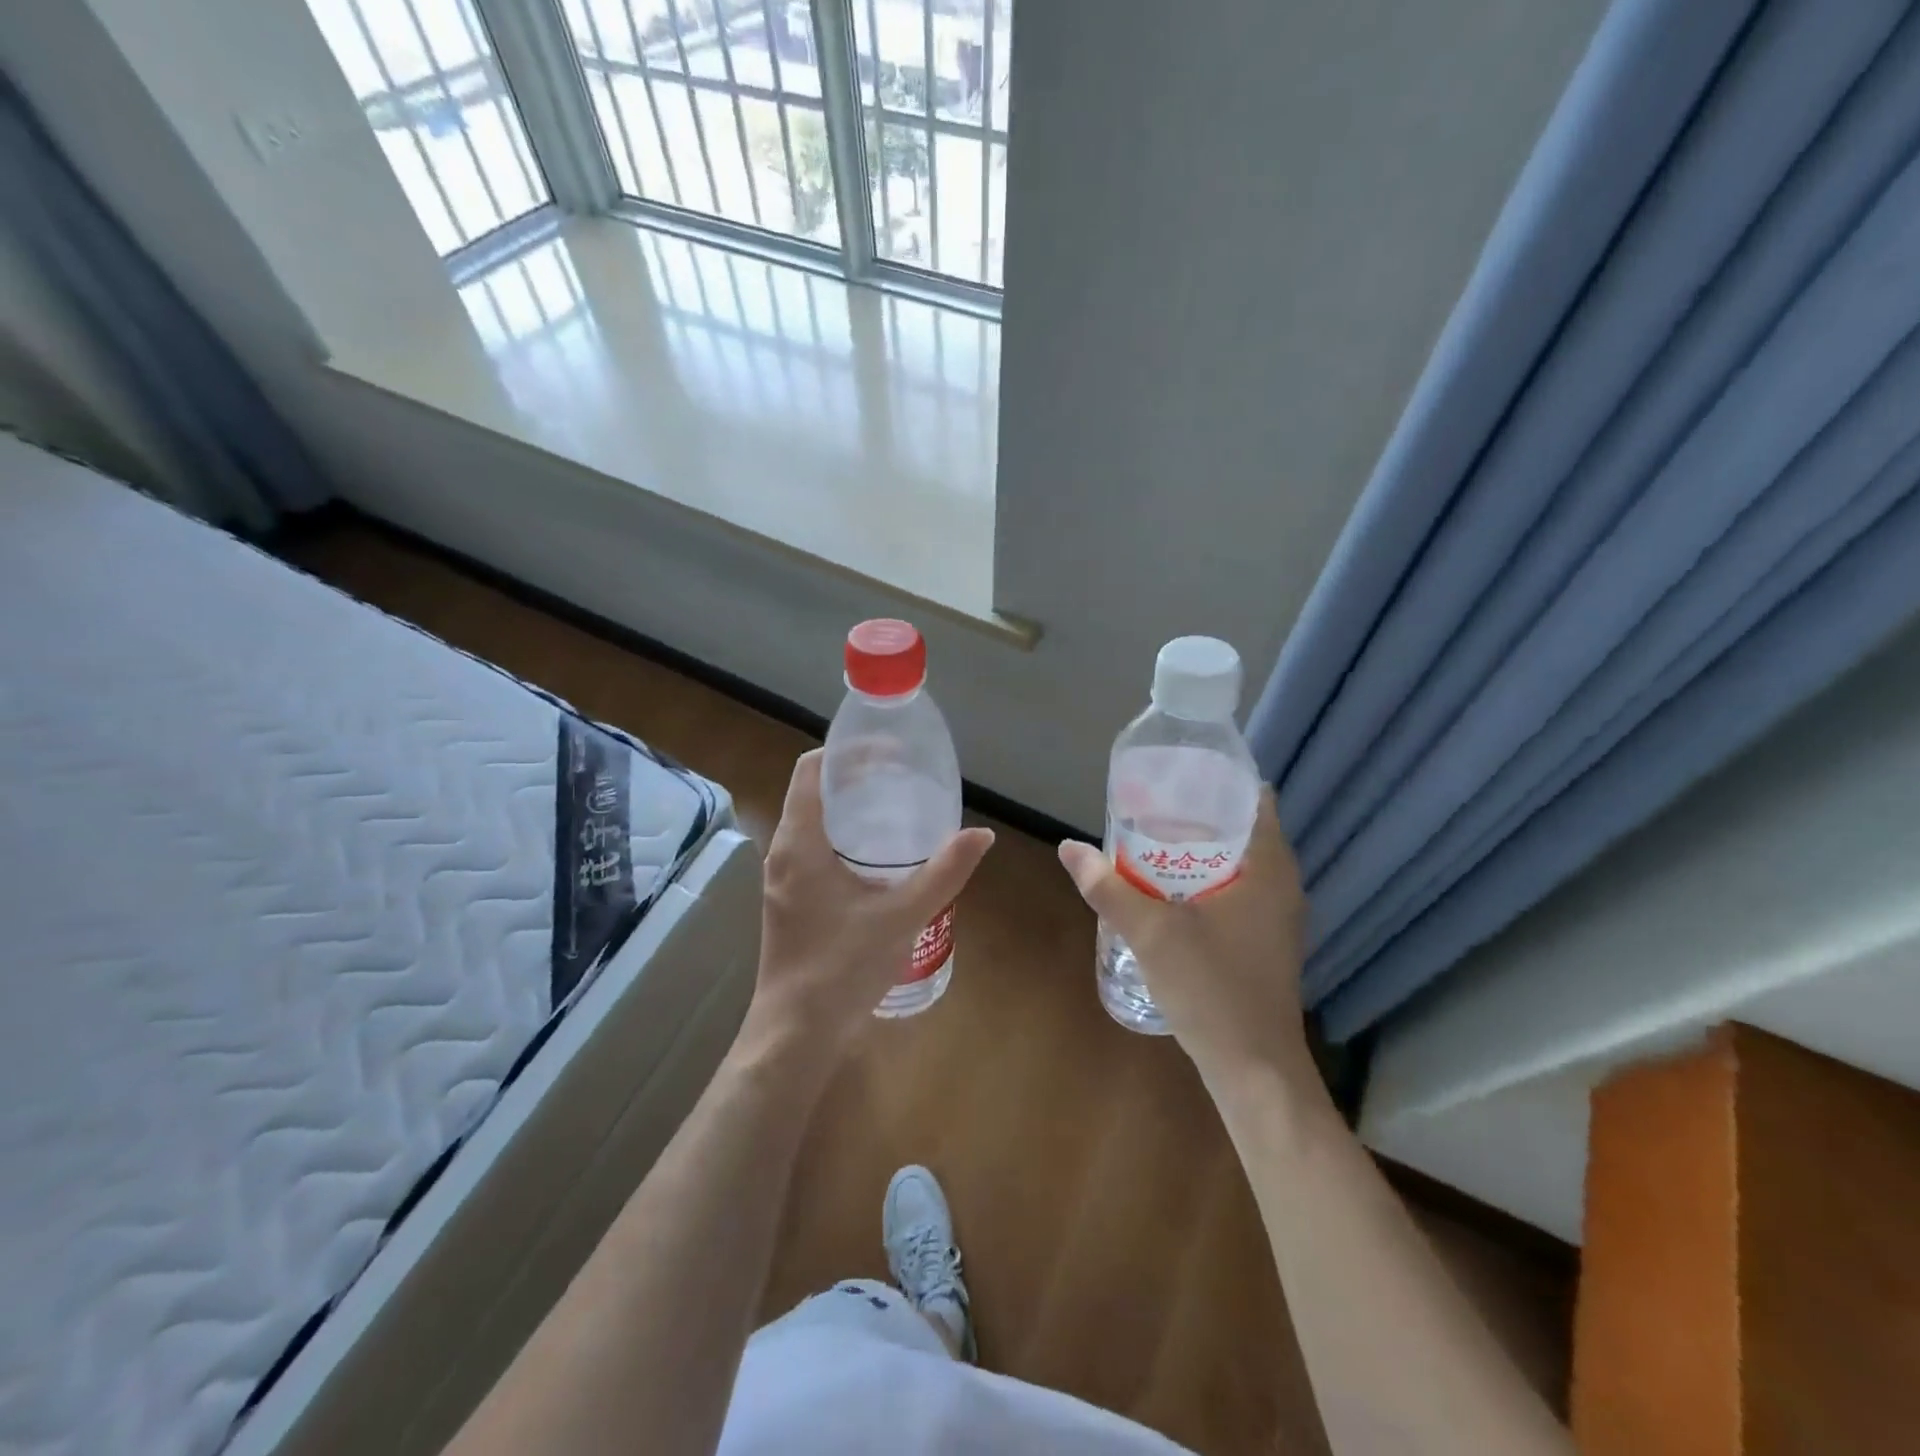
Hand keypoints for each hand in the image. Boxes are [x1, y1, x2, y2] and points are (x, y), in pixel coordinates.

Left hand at [747, 750, 994, 1056]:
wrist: (796, 1033)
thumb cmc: (842, 967)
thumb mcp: (902, 916)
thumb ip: (944, 872)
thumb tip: (983, 835)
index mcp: (799, 842)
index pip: (812, 769)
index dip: (848, 751)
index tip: (889, 752)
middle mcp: (783, 852)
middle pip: (814, 792)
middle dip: (856, 778)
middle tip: (904, 778)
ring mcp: (783, 879)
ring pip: (813, 823)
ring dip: (850, 810)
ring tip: (898, 810)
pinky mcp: (790, 902)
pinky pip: (814, 850)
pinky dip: (844, 839)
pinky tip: (880, 860)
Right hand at [1058, 791, 1310, 1084]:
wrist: (1254, 1070)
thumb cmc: (1212, 989)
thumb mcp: (1152, 932)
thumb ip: (1108, 887)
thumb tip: (1069, 848)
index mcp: (1270, 869)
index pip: (1254, 800)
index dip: (1216, 782)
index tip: (1174, 777)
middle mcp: (1283, 886)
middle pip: (1242, 830)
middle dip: (1196, 817)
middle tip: (1149, 810)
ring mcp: (1277, 919)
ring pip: (1238, 865)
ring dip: (1199, 852)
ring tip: (1151, 844)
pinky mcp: (1265, 944)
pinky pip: (1237, 893)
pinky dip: (1206, 882)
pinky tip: (1169, 893)